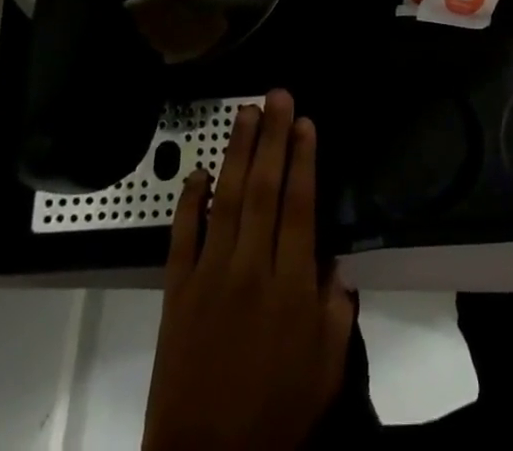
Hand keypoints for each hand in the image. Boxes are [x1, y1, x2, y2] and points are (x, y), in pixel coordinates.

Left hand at [144, 89, 354, 450]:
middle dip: (273, 138)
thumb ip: (336, 309)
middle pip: (265, 189)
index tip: (306, 122)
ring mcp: (209, 277)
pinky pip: (182, 236)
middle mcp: (251, 269)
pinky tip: (199, 172)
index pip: (300, 206)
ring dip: (238, 152)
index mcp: (291, 286)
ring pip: (226, 199)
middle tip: (278, 95)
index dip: (304, 159)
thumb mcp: (326, 370)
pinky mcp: (176, 292)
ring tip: (247, 113)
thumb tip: (334, 261)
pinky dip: (189, 201)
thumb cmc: (275, 417)